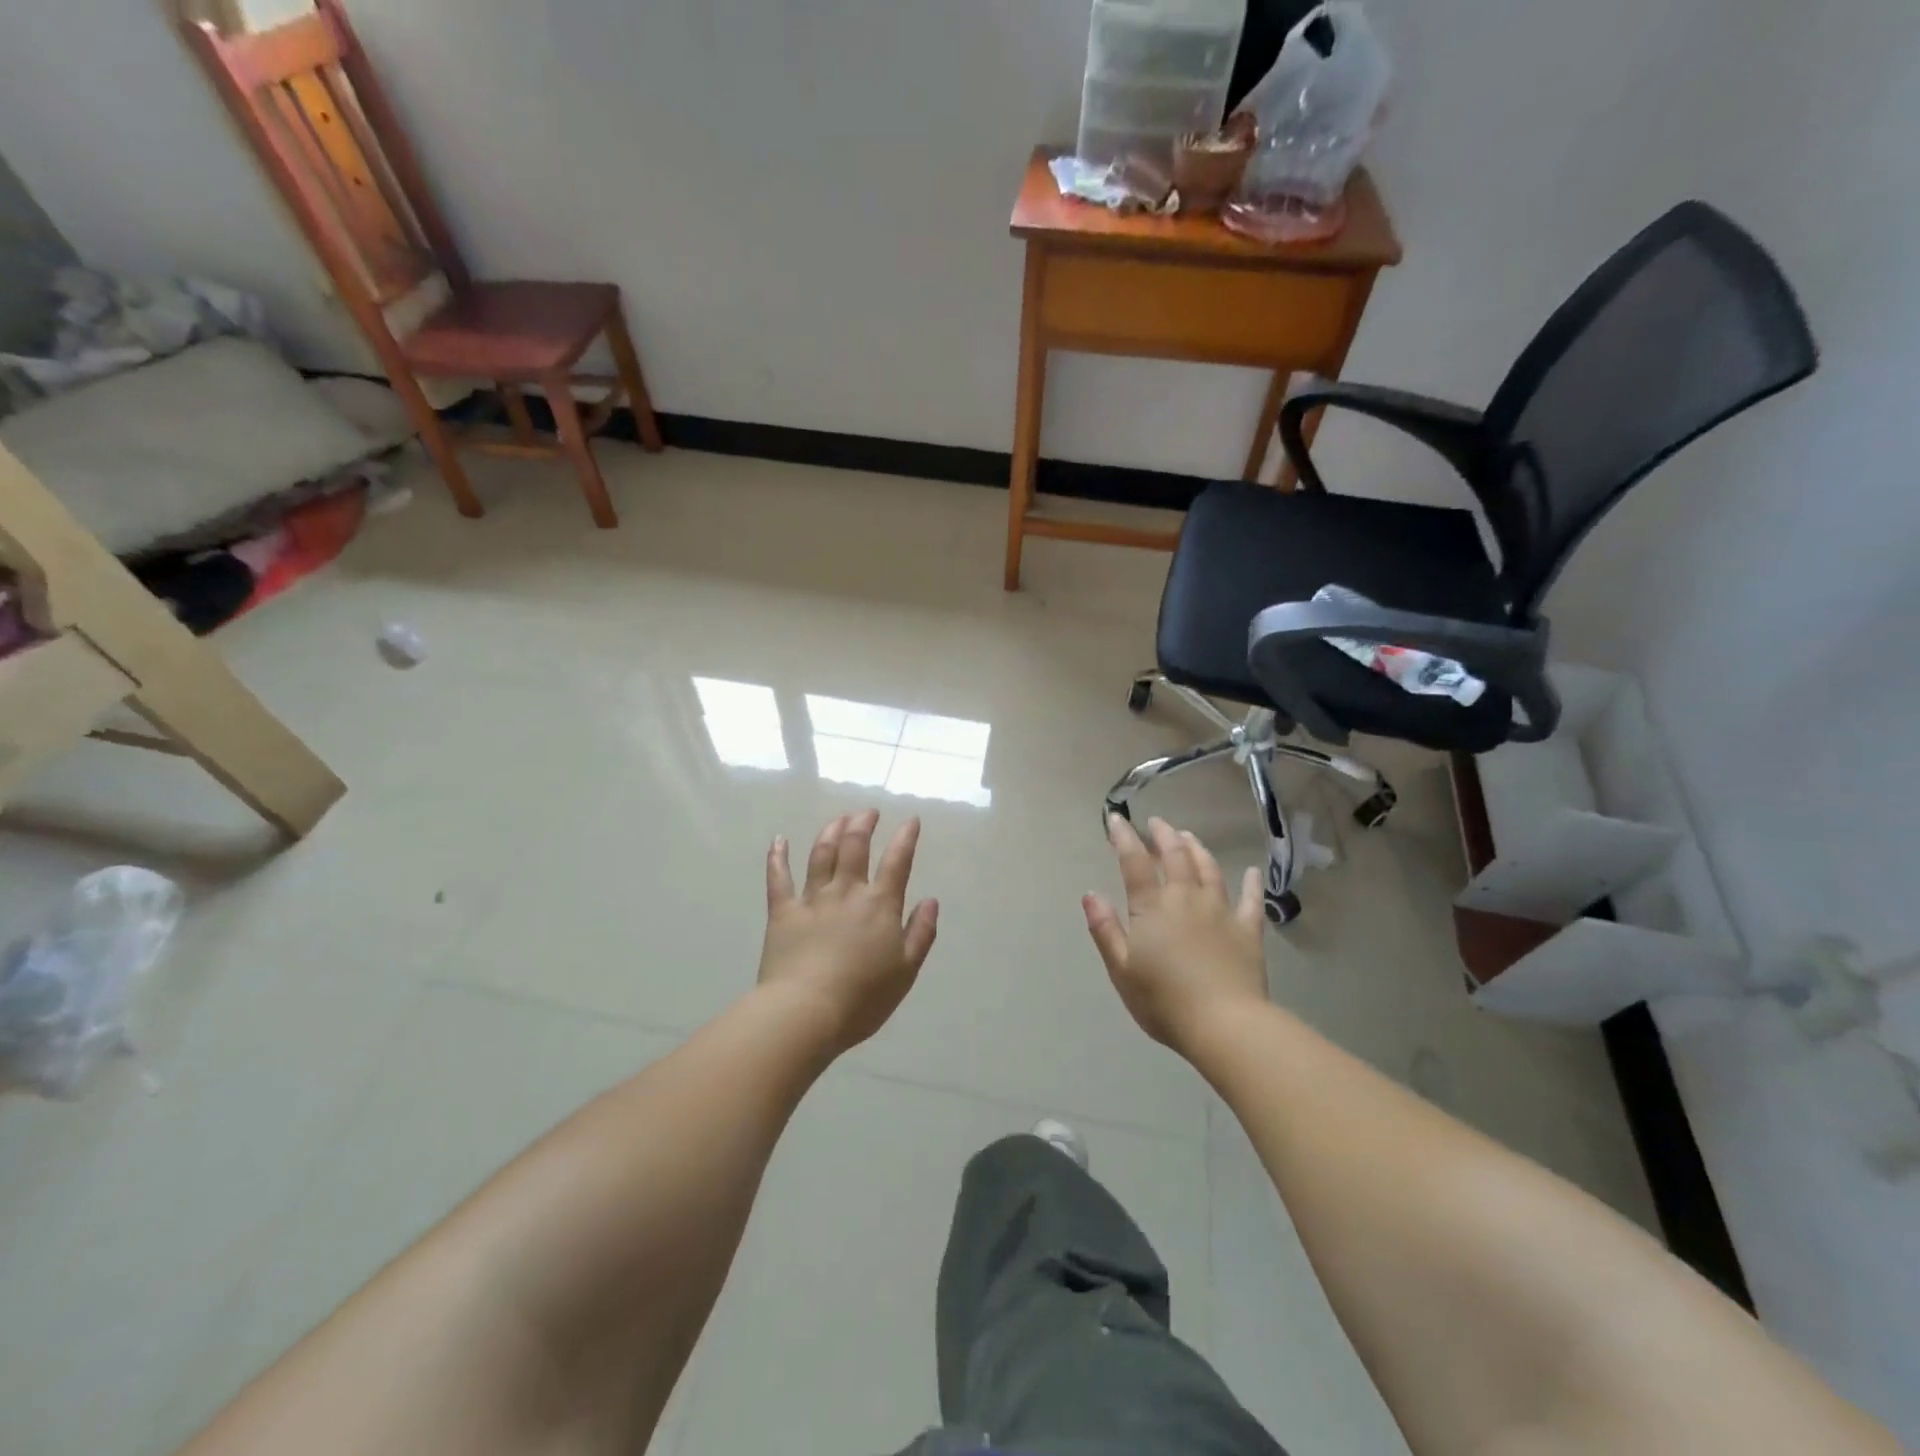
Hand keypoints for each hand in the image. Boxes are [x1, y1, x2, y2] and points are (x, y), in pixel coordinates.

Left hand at [759, 810, 938, 1052]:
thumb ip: (921, 933)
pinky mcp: (783, 911)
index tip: (911, 820)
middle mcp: (847, 892)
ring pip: (821, 853)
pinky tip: (778, 840)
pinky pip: (778, 877)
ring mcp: (812, 898)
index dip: (906, 837)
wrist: (806, 1012)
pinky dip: (777, 856)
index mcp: (880, 905)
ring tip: (839, 818)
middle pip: (855, 846)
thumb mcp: (906, 971)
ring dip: (831, 830)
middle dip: (863, 823)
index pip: (897, 861)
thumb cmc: (862, 997)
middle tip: (868, 812)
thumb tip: (931, 900)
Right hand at [1083, 815, 1268, 1051]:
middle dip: (1164, 835)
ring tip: (1189, 837)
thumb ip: (1105, 929)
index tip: (1116, 818)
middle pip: (1176, 856)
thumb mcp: (1121, 969)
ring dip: (1197, 849)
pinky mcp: (1248, 930)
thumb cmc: (1164, 1001)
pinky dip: (1251, 883)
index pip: (1135, 863)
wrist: (1224, 1024)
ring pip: (1209, 869)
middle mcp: (1186, 898)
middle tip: (1156, 823)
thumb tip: (1091, 893)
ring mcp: (1220, 911)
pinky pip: (1251, 900)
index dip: (1124, 838)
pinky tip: (1252, 872)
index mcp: (1152, 907)